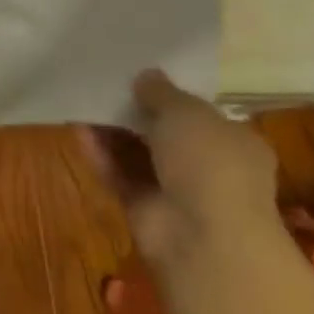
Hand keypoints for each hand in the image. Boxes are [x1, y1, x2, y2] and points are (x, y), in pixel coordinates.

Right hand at [81, 70, 281, 268]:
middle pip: (165, 134)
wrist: (204, 238)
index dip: (172, 96)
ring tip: (84, 101)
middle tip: (106, 85)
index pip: (202, 115)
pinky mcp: (145, 208)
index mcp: (234, 142)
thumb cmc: (210, 163)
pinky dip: (101, 154)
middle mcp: (209, 167)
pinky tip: (78, 130)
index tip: (141, 77)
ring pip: (138, 154)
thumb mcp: (186, 112)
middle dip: (137, 112)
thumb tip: (147, 76)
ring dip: (113, 131)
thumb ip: (161, 92)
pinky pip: (119, 174)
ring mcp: (176, 191)